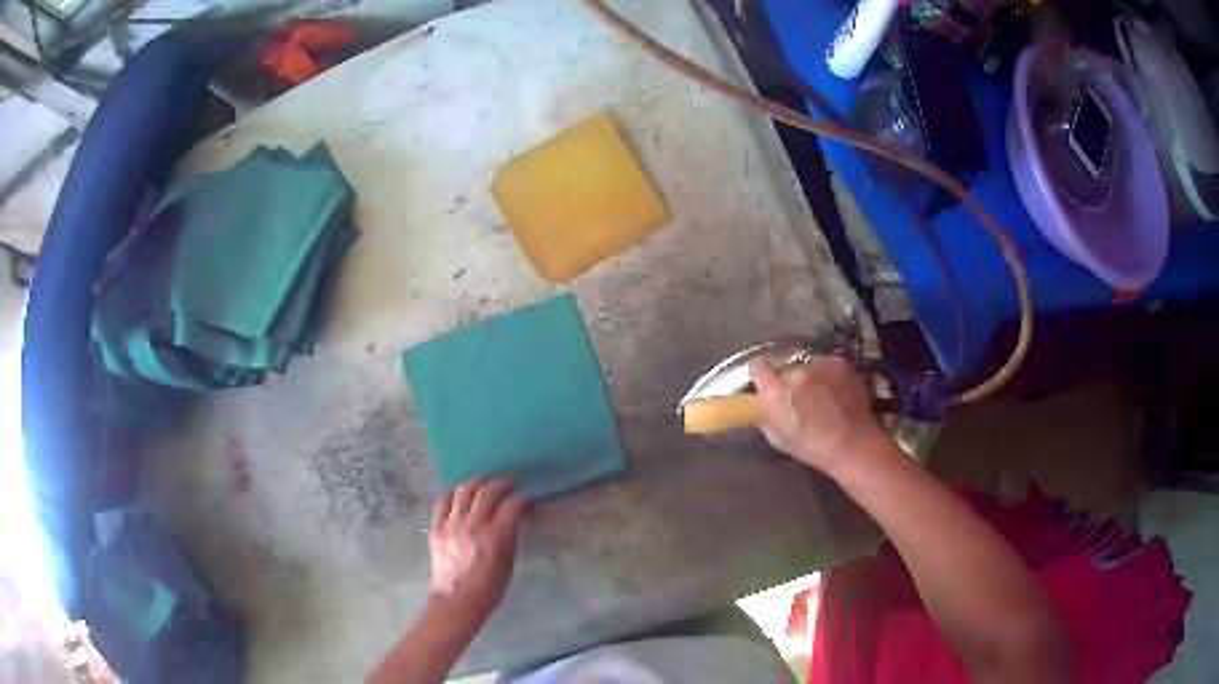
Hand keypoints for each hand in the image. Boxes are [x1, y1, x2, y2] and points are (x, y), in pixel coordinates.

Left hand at [428, 478, 526, 624]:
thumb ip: (510, 536)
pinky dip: (453, 492)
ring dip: (477, 482)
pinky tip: (461, 490)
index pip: (510, 506)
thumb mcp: (508, 563)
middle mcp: (472, 527)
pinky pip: (443, 501)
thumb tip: (513, 516)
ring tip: (484, 482)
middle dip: (500, 484)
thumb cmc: (489, 588)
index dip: (520, 498)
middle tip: (507, 484)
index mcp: (494, 539)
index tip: (524, 497)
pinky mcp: (436, 528)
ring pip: (464, 491)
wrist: (456, 601)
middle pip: (486, 492)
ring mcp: (451, 526)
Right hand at [749, 356, 886, 474]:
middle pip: (786, 370)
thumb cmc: (812, 447)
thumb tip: (764, 407)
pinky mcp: (839, 363)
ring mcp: (820, 365)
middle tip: (801, 400)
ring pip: (809, 368)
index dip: (761, 375)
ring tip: (823, 399)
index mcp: (776, 391)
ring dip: (812, 379)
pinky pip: (828, 367)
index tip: (766, 383)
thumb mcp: (777, 438)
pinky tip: (837, 395)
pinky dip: (830, 377)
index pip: (757, 367)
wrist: (853, 444)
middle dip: (791, 382)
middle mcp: (796, 372)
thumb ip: (766, 416)